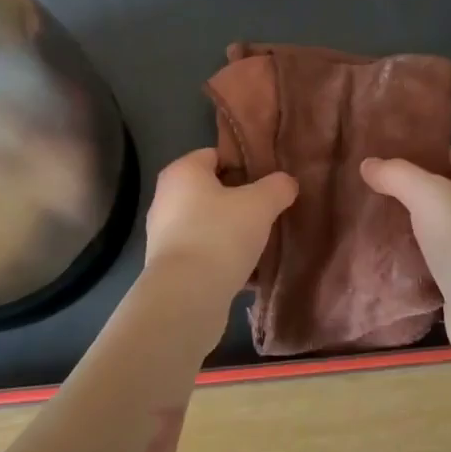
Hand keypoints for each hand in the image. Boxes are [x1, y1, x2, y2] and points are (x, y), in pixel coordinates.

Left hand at [140, 149, 297, 339]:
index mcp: (182, 172)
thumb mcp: (260, 205)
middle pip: (212, 190)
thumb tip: (286, 182)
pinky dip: (222, 257)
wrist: (186, 296)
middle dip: (241, 200)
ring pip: (208, 223)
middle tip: (270, 211)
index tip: (269, 181)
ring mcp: (164, 234)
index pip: (216, 155)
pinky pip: (203, 252)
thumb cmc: (220, 235)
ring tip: (262, 242)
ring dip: (232, 231)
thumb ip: (277, 187)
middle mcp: (166, 198)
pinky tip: (248, 270)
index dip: (244, 164)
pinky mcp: (169, 265)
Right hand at [361, 148, 450, 378]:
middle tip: (361, 182)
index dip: (414, 149)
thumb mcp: (429, 194)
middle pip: (435, 188)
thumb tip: (368, 164)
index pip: (444, 153)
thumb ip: (397, 175)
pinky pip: (426, 255)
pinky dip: (405, 251)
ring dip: (401, 220)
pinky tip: (378, 251)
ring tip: (362, 212)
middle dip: (401, 185)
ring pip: (428, 223)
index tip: (376, 150)